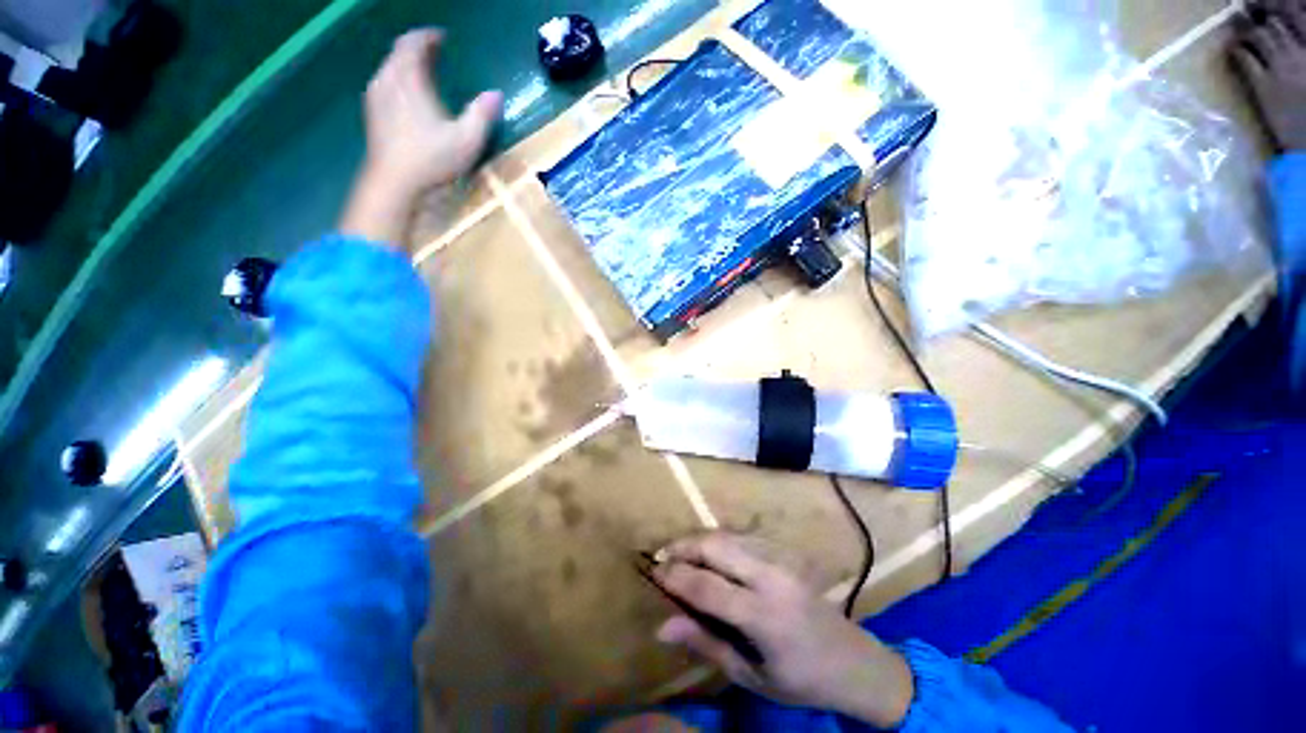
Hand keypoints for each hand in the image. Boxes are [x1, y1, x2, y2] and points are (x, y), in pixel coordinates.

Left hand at [340, 29, 502, 246]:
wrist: (395, 183)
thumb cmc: (432, 159)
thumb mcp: (467, 140)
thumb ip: (482, 114)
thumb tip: (496, 94)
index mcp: (409, 80)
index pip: (413, 43)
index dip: (428, 37)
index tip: (442, 37)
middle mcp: (388, 80)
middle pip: (399, 53)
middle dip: (417, 49)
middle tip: (435, 52)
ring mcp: (376, 97)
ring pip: (389, 68)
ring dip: (406, 64)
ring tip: (423, 72)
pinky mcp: (372, 114)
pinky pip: (384, 84)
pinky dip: (398, 80)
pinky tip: (408, 96)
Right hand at [652, 532, 913, 727]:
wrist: (853, 660)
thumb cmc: (799, 678)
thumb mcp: (749, 674)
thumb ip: (705, 642)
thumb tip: (662, 626)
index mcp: (763, 615)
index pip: (705, 585)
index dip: (674, 575)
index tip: (653, 571)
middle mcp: (770, 577)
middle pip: (715, 546)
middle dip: (683, 546)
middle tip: (662, 557)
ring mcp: (780, 558)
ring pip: (727, 534)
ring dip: (699, 540)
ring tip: (680, 553)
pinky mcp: (785, 551)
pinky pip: (742, 535)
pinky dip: (719, 540)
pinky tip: (710, 553)